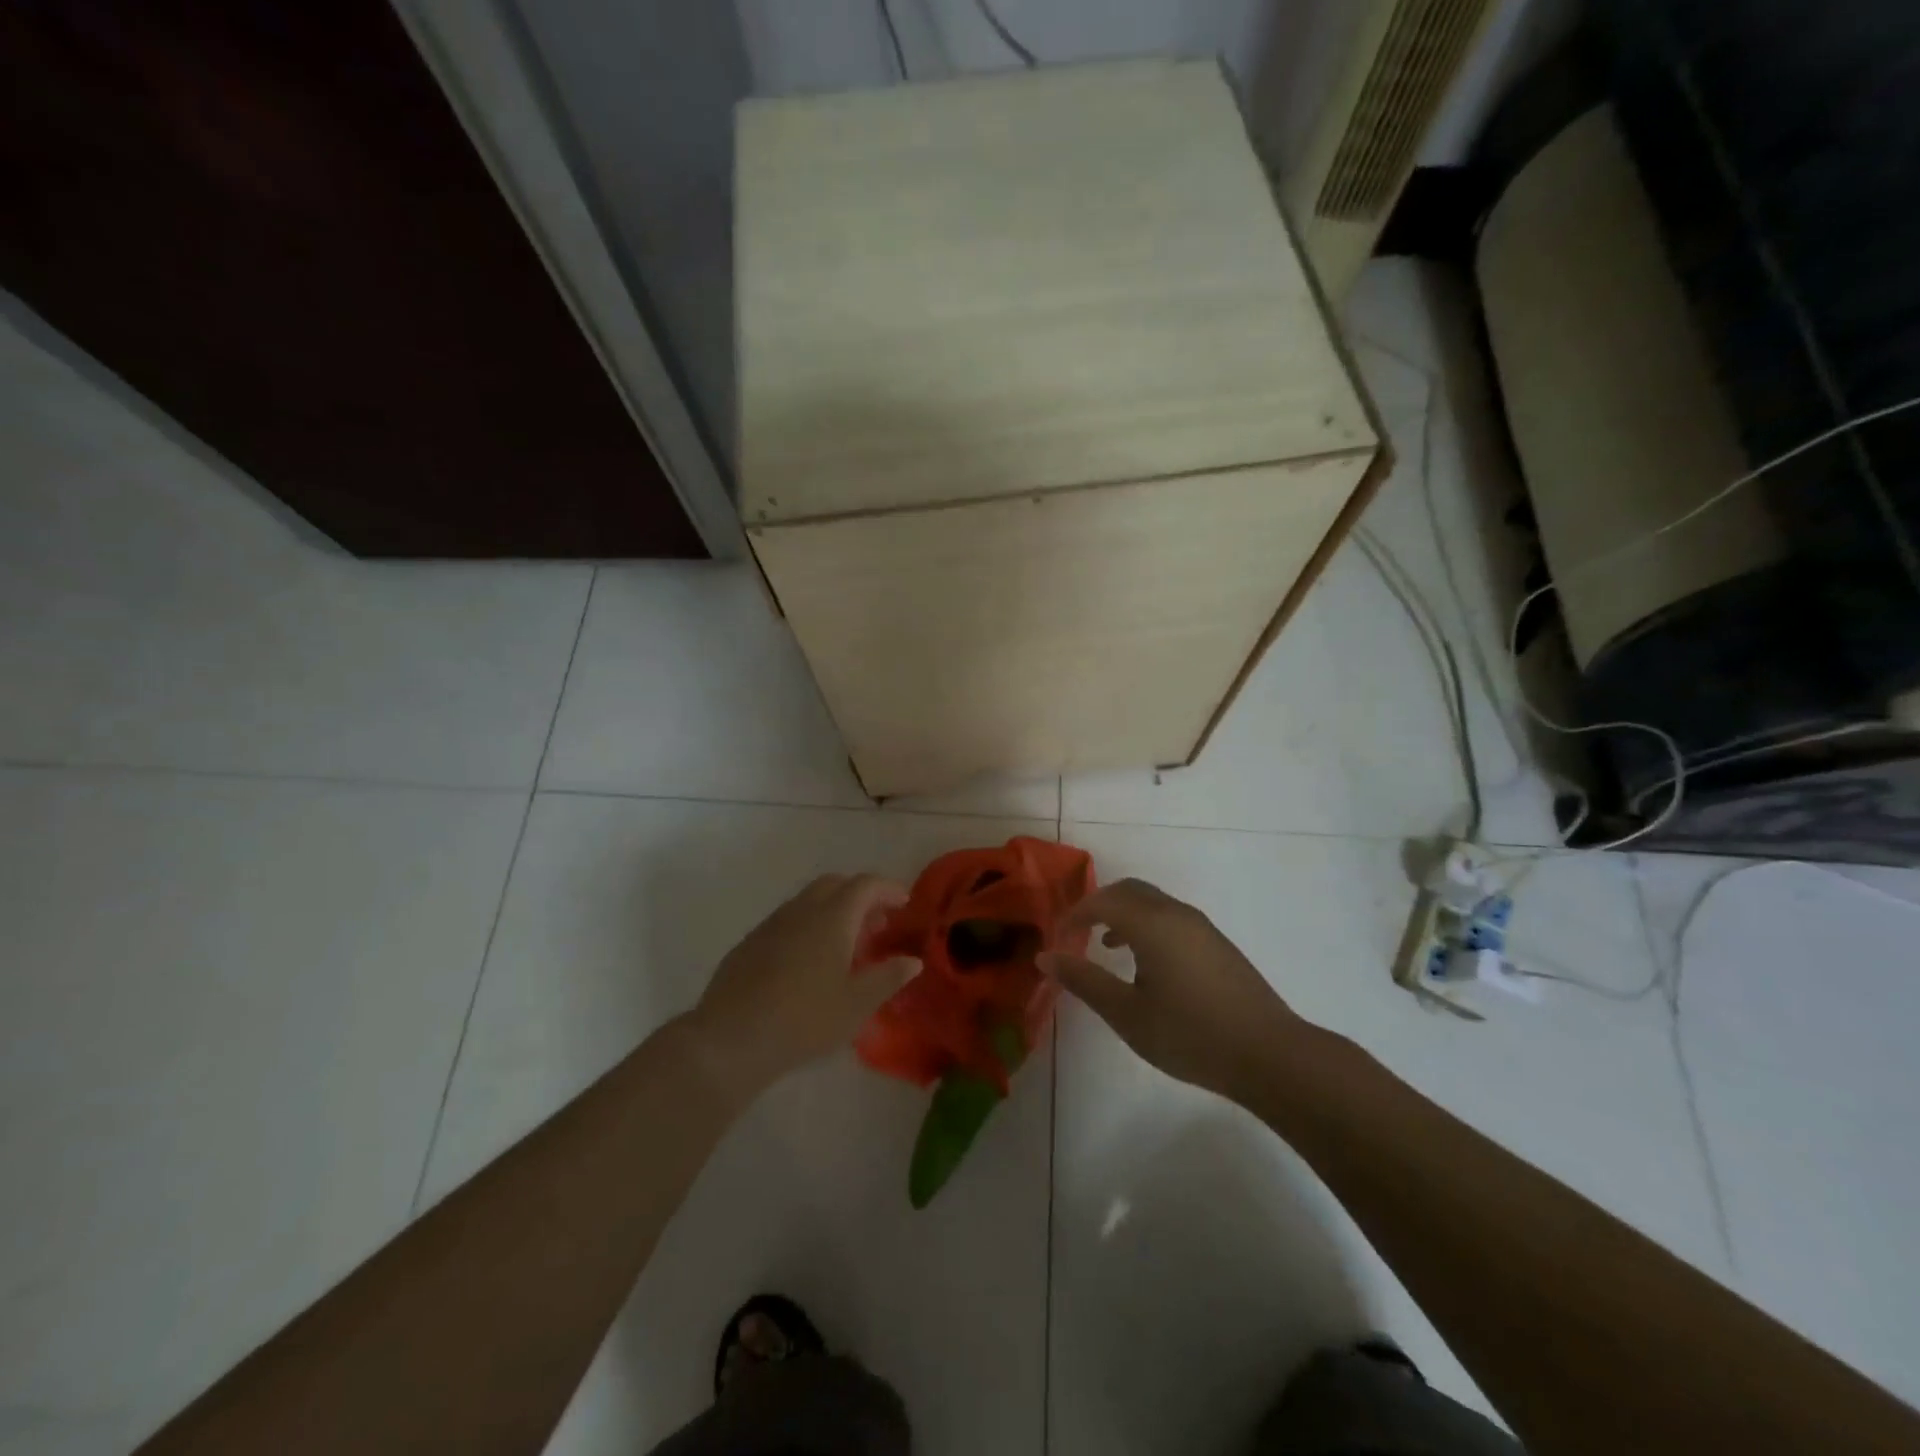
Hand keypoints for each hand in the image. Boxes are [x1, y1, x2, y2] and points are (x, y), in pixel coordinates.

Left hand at [689, 873, 920, 1096]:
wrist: (731, 1038)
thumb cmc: (805, 1019)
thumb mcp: (857, 1004)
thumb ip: (888, 977)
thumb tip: (912, 960)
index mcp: (832, 917)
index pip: (865, 885)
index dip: (888, 889)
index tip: (904, 904)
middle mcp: (802, 910)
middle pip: (835, 884)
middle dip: (860, 896)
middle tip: (876, 925)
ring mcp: (771, 924)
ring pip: (808, 901)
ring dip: (832, 911)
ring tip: (845, 947)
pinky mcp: (749, 944)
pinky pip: (787, 921)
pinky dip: (807, 927)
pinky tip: (807, 963)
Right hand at [1039, 878, 1305, 1102]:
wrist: (1269, 1055)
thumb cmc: (1190, 1035)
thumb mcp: (1127, 1014)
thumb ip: (1085, 981)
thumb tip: (1046, 956)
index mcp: (1152, 924)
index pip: (1102, 901)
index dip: (1074, 914)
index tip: (1056, 938)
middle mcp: (1176, 914)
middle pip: (1128, 891)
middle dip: (1097, 905)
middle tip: (1076, 933)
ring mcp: (1200, 927)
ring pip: (1151, 903)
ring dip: (1123, 914)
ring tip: (1105, 946)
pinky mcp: (1216, 943)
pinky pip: (1170, 917)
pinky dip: (1145, 925)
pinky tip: (1145, 963)